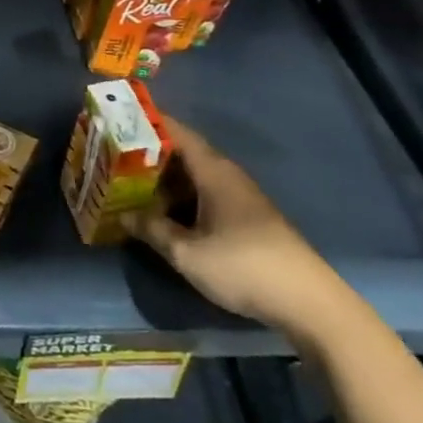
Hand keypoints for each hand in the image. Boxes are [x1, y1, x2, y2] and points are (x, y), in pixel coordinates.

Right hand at [124, 115, 348, 335]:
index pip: (177, 132)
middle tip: (113, 154)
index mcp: (213, 172)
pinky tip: (164, 212)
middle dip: (149, 152)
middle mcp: (227, 176)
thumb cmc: (243, 266)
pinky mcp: (247, 218)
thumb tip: (124, 215)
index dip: (148, 122)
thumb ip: (152, 229)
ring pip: (194, 176)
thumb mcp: (186, 252)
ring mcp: (240, 198)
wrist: (309, 303)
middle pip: (183, 153)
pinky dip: (181, 196)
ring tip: (129, 183)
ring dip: (164, 178)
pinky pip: (205, 194)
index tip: (118, 118)